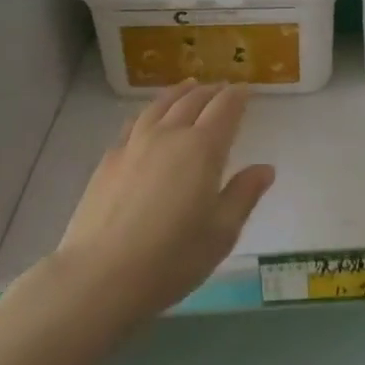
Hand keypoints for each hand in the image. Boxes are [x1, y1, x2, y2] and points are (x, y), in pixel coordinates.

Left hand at [50, 80, 273, 325]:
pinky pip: (135, 122)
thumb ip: (243, 194)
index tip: (246, 89)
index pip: (225, 108)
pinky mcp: (109, 159)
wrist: (100, 276)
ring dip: (179, 92)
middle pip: (193, 100)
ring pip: (161, 105)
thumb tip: (265, 169)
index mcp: (203, 148)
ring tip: (188, 87)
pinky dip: (150, 111)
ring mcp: (135, 144)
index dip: (238, 95)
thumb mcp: (221, 233)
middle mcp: (170, 135)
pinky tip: (149, 118)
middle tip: (222, 88)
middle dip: (211, 91)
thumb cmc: (172, 258)